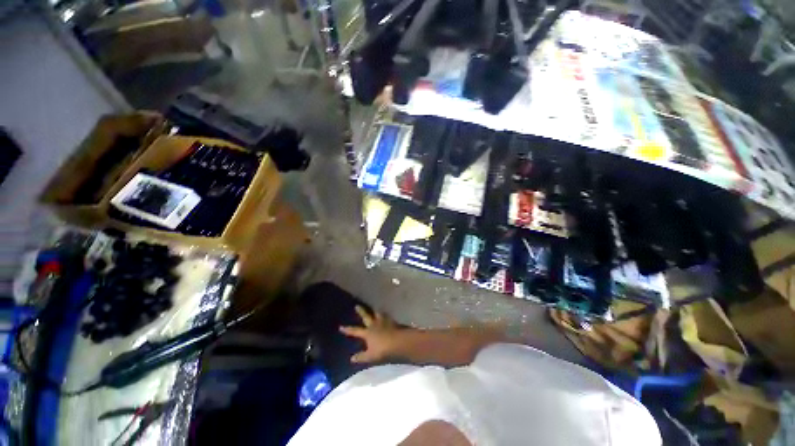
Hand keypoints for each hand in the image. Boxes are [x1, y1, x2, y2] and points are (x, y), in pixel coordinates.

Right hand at [339, 306, 400, 362]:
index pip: (355, 331)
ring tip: (374, 309)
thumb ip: (361, 357)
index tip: (341, 326)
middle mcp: (374, 324)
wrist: (399, 341)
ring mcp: (384, 321)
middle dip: (361, 311)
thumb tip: (351, 358)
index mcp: (367, 333)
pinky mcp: (392, 321)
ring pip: (378, 314)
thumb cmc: (383, 350)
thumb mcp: (371, 356)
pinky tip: (386, 316)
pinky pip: (387, 317)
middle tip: (357, 306)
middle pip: (366, 316)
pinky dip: (385, 316)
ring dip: (375, 312)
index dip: (348, 329)